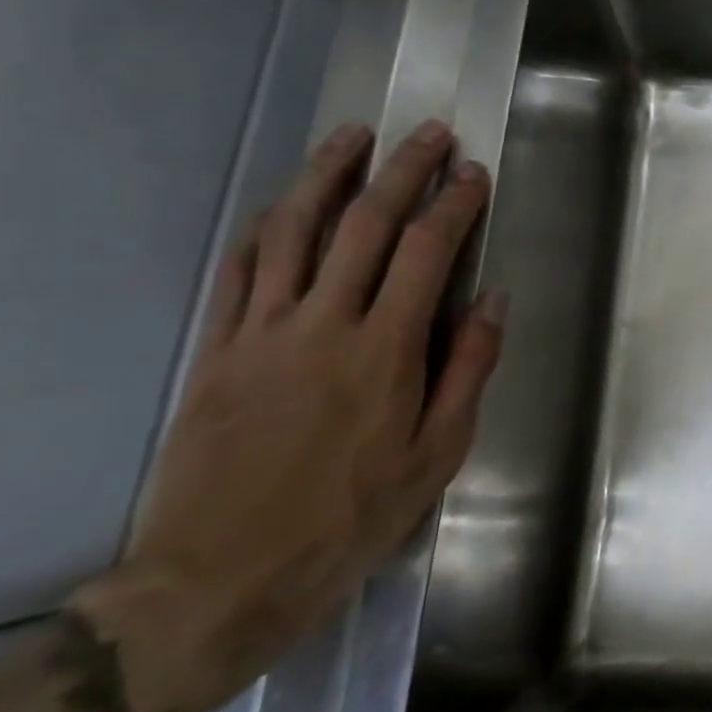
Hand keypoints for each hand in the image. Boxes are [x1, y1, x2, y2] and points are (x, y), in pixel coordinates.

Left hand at [73, 120, 504, 711]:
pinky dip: (265, 227)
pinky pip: (238, 271)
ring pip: (293, 231)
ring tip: (352, 136)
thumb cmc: (350, 518)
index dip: (454, 206)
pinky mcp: (218, 349)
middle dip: (402, 170)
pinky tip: (283, 203)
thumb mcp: (436, 455)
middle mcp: (323, 324)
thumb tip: (493, 300)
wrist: (220, 579)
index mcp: (384, 351)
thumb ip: (468, 369)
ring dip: (326, 176)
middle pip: (364, 225)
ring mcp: (261, 331)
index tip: (474, 174)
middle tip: (427, 132)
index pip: (427, 253)